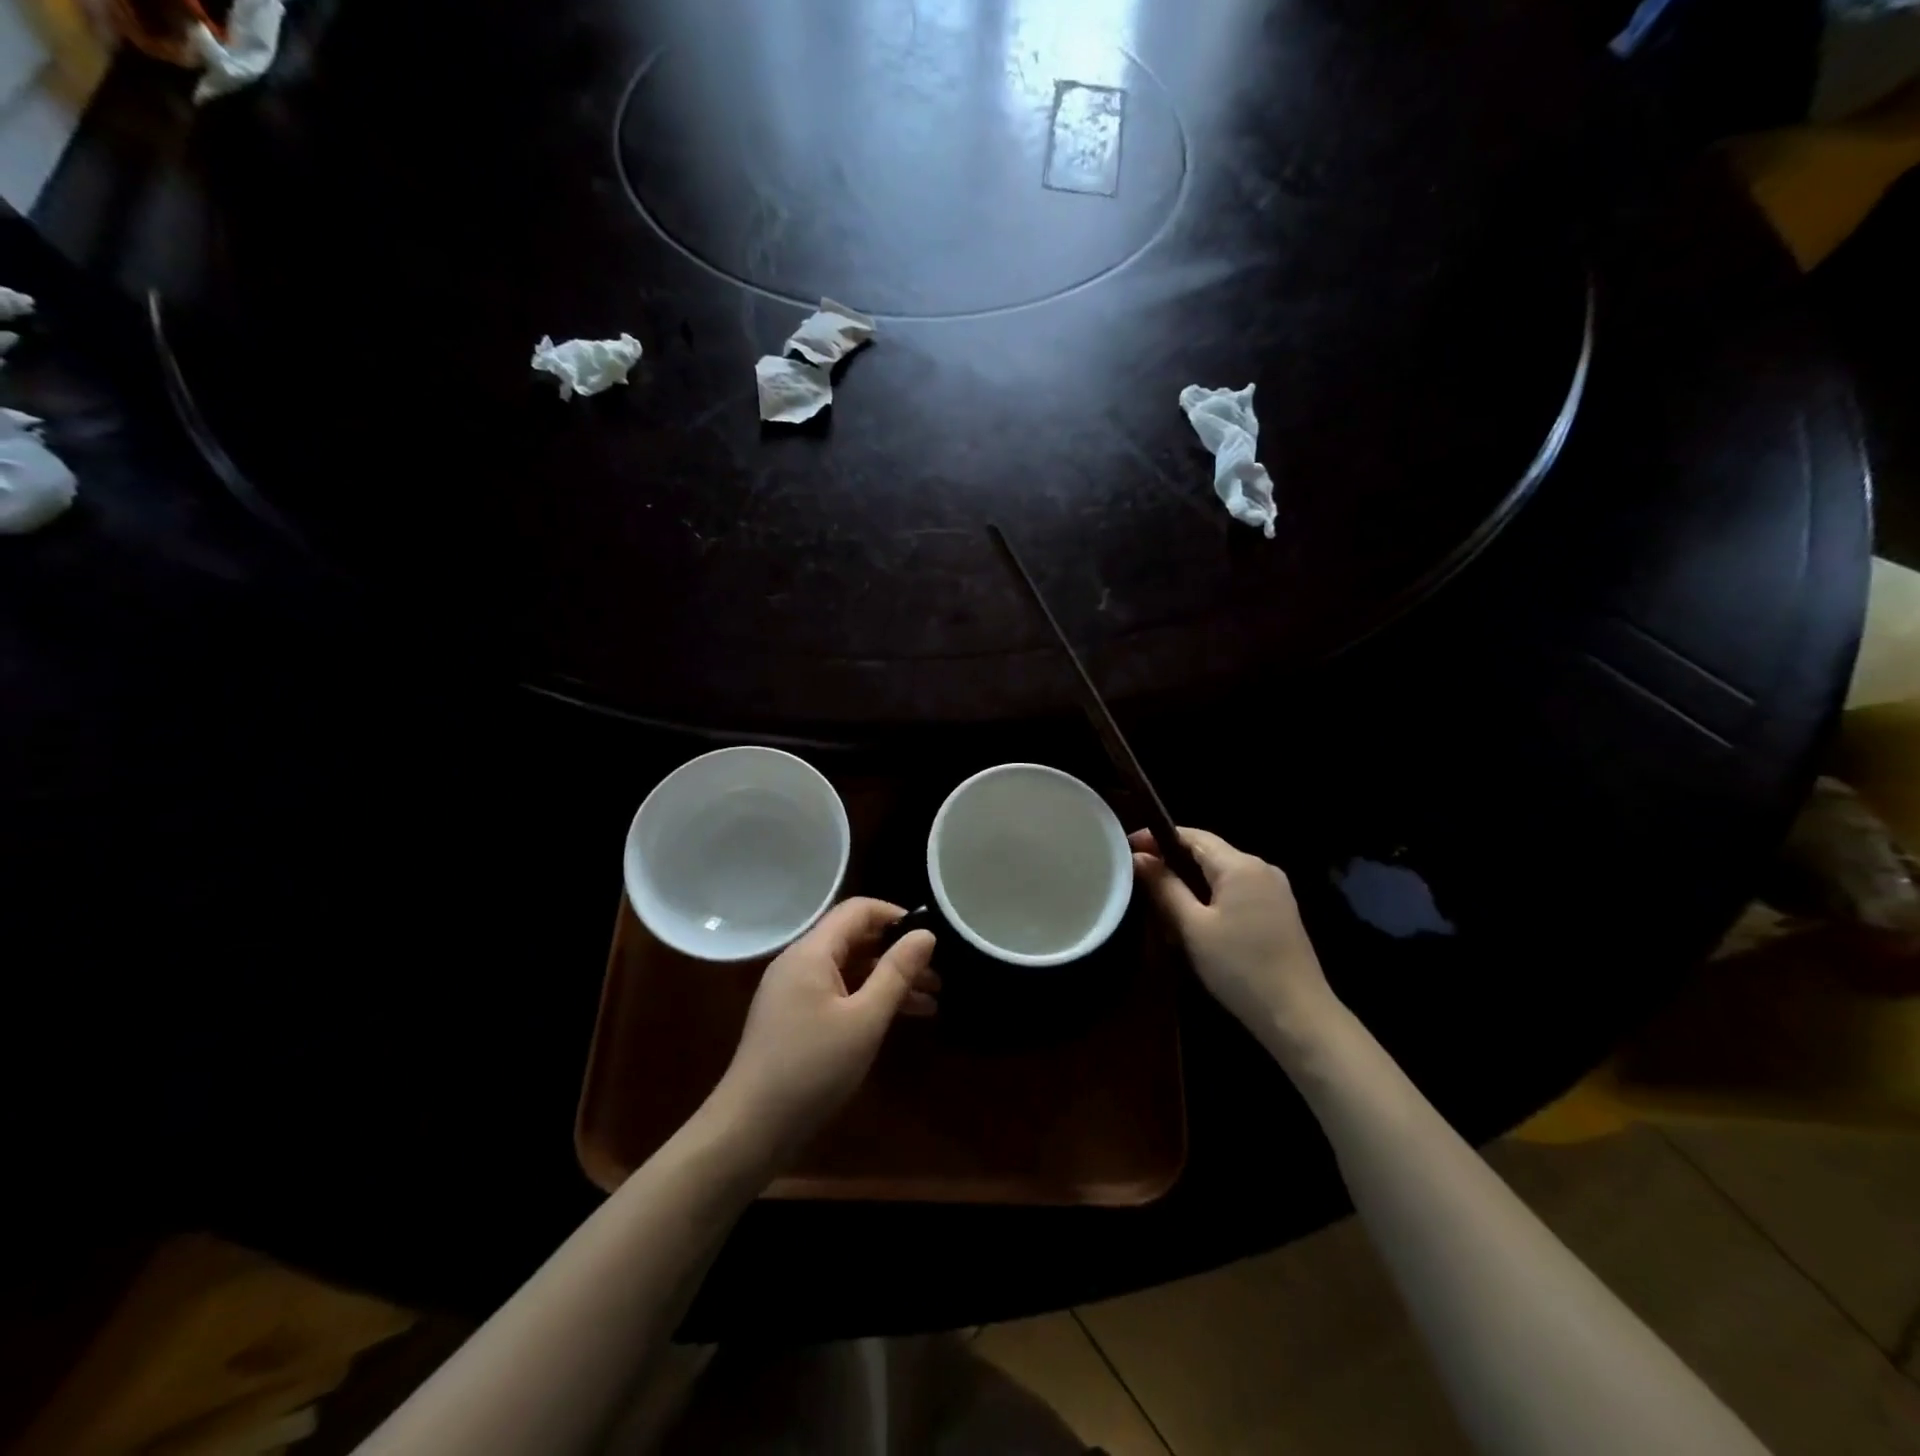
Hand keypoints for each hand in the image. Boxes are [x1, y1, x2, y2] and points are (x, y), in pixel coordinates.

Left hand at [710, 898, 937, 1165]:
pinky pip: (838, 992)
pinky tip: (900, 1018)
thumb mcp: (865, 1020)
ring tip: (931, 1000)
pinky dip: (868, 998)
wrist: (750, 1129)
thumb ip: (896, 972)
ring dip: (888, 979)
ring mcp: (794, 990)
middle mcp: (799, 962)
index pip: (858, 910)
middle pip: (855, 938)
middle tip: (938, 974)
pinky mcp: (794, 1017)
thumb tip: (926, 935)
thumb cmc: (812, 1068)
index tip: (930, 938)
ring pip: (850, 969)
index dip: (896, 916)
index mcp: (811, 952)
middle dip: (897, 952)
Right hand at [1131, 827, 1338, 1056]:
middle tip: (1138, 877)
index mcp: (1240, 865)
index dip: (1157, 838)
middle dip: (1172, 860)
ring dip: (1190, 880)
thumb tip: (1139, 858)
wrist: (1298, 1015)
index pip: (1193, 836)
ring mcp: (1274, 890)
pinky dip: (1211, 896)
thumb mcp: (1193, 927)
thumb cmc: (1239, 967)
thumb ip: (1165, 887)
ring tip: (1159, 898)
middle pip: (1208, 852)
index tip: (1128, 849)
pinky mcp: (1279, 911)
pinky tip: (1194, 917)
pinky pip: (1237, 890)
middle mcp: (1261, 868)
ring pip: (1222, 873)